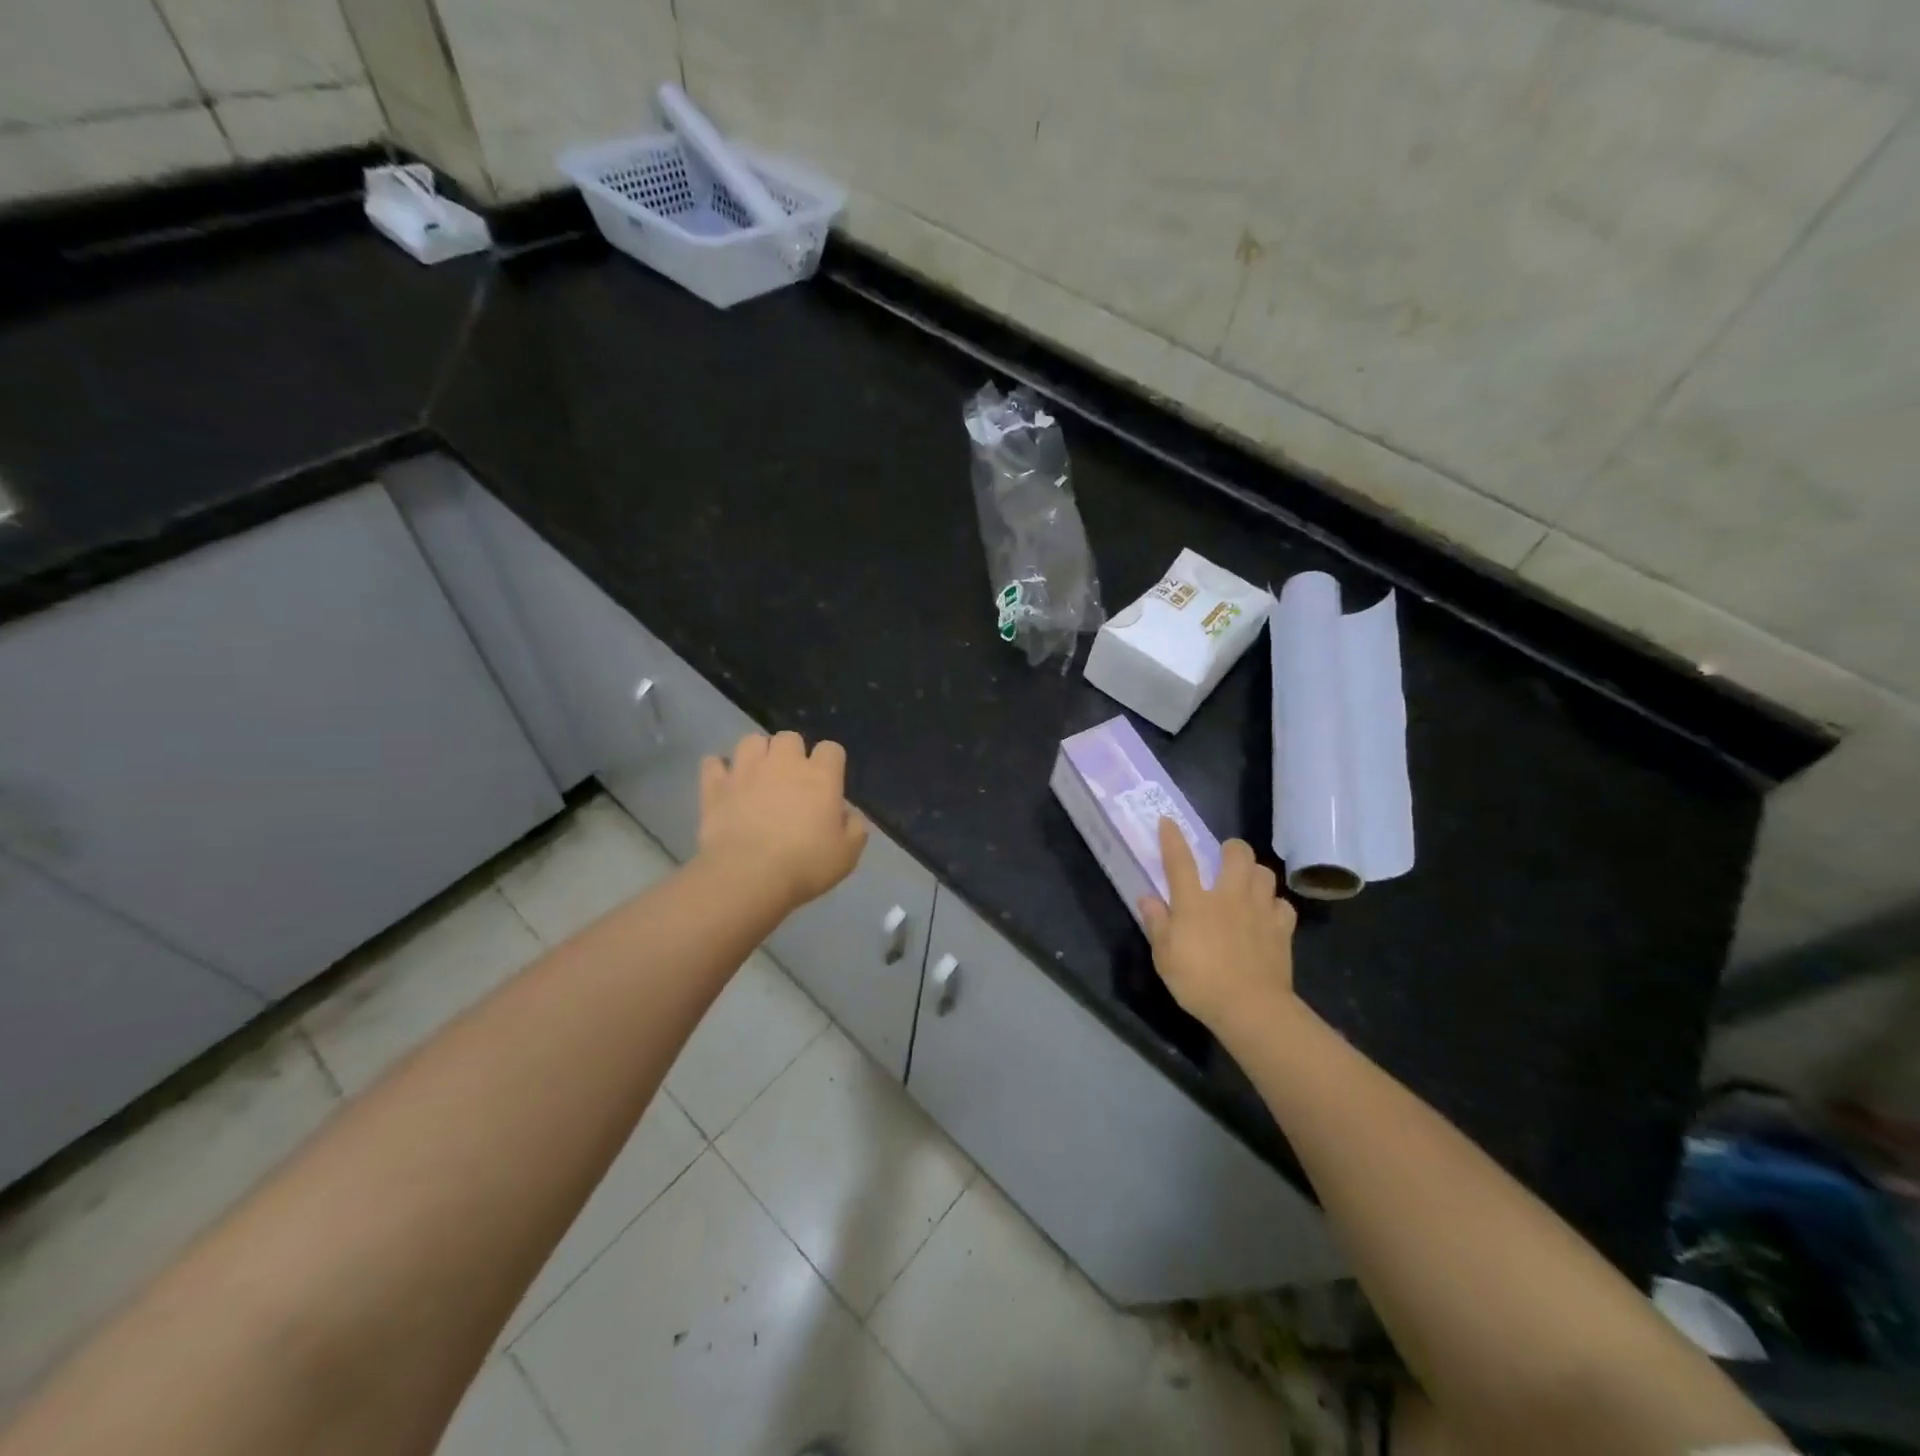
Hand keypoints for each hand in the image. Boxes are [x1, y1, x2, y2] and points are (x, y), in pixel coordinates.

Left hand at [698, 732, 867, 909]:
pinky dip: (719, 769)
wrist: (748, 876)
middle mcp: (784, 763)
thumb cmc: (805, 865)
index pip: (832, 749)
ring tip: (758, 776)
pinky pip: (713, 763)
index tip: (829, 783)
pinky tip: (724, 783)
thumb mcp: (847, 854)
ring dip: (757, 754)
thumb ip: (855, 828)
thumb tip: (847, 815)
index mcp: (820, 777)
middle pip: (789, 737)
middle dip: (792, 753)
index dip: (831, 762)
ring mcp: (746, 770)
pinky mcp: (715, 786)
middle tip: (791, 780)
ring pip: (751, 741)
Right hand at [1141, 818, 1297, 1032]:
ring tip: (1247, 883)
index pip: (1180, 860)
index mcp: (1194, 902)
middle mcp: (1228, 897)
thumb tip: (1148, 897)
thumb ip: (1156, 923)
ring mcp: (1259, 910)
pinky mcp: (1282, 929)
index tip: (1168, 821)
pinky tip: (1267, 914)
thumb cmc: (1199, 982)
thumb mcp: (1164, 956)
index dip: (1172, 838)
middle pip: (1237, 855)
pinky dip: (1275, 905)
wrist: (1250, 1008)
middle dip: (1231, 848)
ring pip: (1265, 873)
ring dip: (1255, 873)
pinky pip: (1282, 904)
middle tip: (1223, 858)